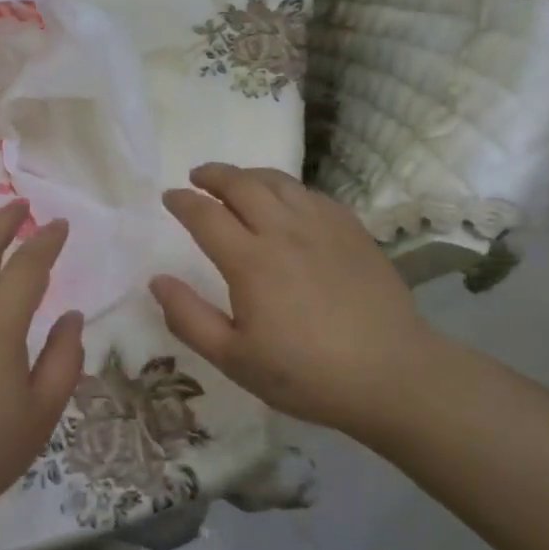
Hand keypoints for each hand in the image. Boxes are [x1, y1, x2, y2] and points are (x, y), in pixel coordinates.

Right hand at [149, 163, 445, 435]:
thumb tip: (157, 281)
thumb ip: (189, 318)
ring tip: (235, 181)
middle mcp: (283, 231)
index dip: (182, 202)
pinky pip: (311, 194)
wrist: (391, 375)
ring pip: (278, 181)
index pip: (205, 215)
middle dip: (213, 175)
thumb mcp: (234, 359)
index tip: (169, 197)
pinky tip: (285, 201)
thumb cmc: (305, 373)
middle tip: (197, 177)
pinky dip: (286, 188)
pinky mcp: (351, 230)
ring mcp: (322, 226)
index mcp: (250, 261)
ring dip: (248, 175)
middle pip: (241, 184)